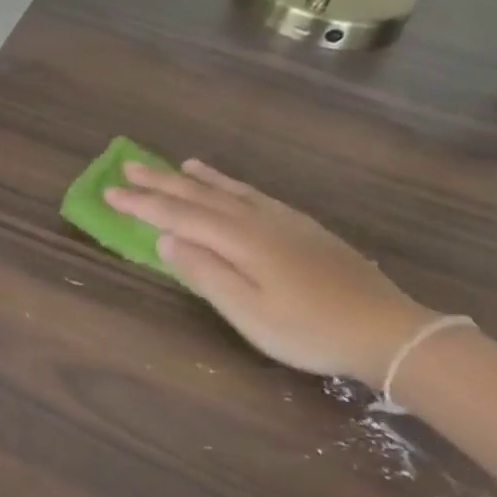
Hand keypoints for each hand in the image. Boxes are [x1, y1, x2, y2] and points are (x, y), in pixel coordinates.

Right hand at [104, 160, 434, 384]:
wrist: (387, 331)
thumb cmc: (308, 329)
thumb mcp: (248, 312)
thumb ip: (205, 273)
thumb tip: (165, 240)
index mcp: (240, 240)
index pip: (179, 216)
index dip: (141, 204)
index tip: (109, 192)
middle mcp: (258, 221)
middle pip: (200, 196)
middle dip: (161, 182)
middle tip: (128, 166)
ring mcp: (284, 221)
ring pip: (229, 191)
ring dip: (196, 178)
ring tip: (174, 165)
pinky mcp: (303, 229)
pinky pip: (255, 195)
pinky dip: (232, 185)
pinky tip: (230, 186)